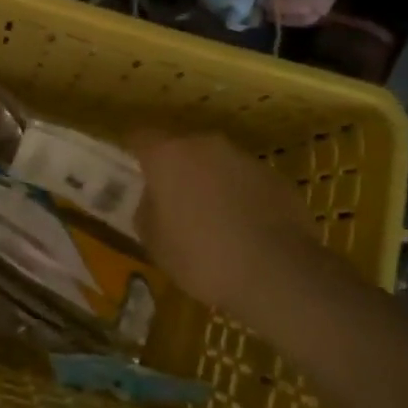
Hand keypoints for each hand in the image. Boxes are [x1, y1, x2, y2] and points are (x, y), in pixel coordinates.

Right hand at [130, 131, 329, 315]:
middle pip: (181, 146)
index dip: (133, 149)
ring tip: (211, 217)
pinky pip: (245, 180)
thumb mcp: (155, 243)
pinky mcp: (275, 177)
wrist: (277, 272)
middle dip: (175, 168)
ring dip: (209, 181)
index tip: (130, 167)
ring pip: (215, 162)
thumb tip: (153, 200)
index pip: (140, 136)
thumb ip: (147, 211)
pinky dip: (239, 195)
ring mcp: (244, 158)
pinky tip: (243, 228)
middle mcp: (205, 145)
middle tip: (171, 199)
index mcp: (168, 155)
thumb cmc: (202, 256)